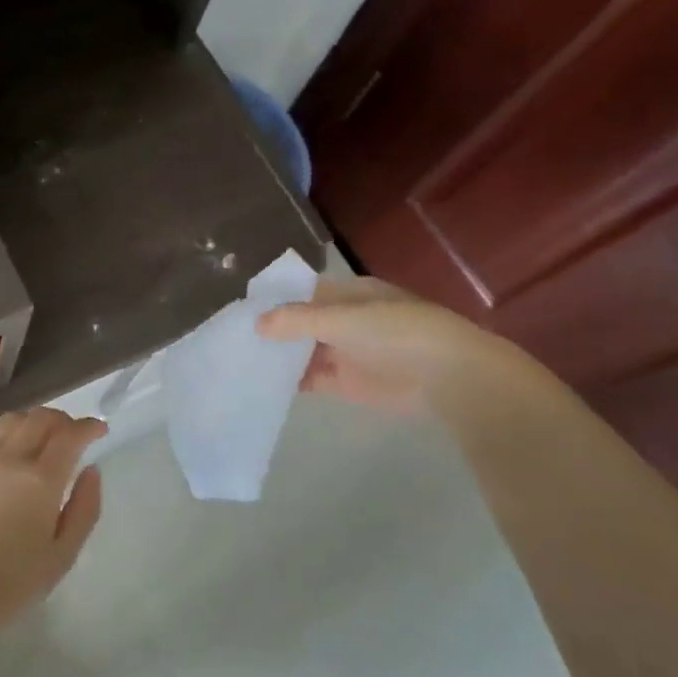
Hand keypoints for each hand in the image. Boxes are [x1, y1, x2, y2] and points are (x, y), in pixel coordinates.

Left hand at [0, 408, 106, 647]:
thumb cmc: (9, 585)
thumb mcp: (61, 557)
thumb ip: (84, 509)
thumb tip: (91, 471)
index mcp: (41, 480)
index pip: (70, 435)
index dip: (89, 426)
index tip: (99, 430)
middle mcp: (10, 459)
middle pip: (40, 418)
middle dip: (62, 420)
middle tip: (73, 435)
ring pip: (10, 422)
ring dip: (31, 422)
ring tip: (39, 439)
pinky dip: (2, 440)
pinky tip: (4, 458)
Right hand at [256, 275, 503, 411]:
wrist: (446, 376)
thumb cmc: (396, 332)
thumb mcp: (342, 318)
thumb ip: (297, 320)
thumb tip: (257, 323)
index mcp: (347, 294)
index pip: (302, 292)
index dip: (274, 299)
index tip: (240, 309)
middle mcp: (343, 320)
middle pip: (299, 323)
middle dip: (272, 330)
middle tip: (231, 338)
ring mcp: (344, 351)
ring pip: (302, 352)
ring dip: (278, 357)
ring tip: (238, 362)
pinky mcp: (346, 383)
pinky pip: (311, 379)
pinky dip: (290, 381)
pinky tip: (263, 384)